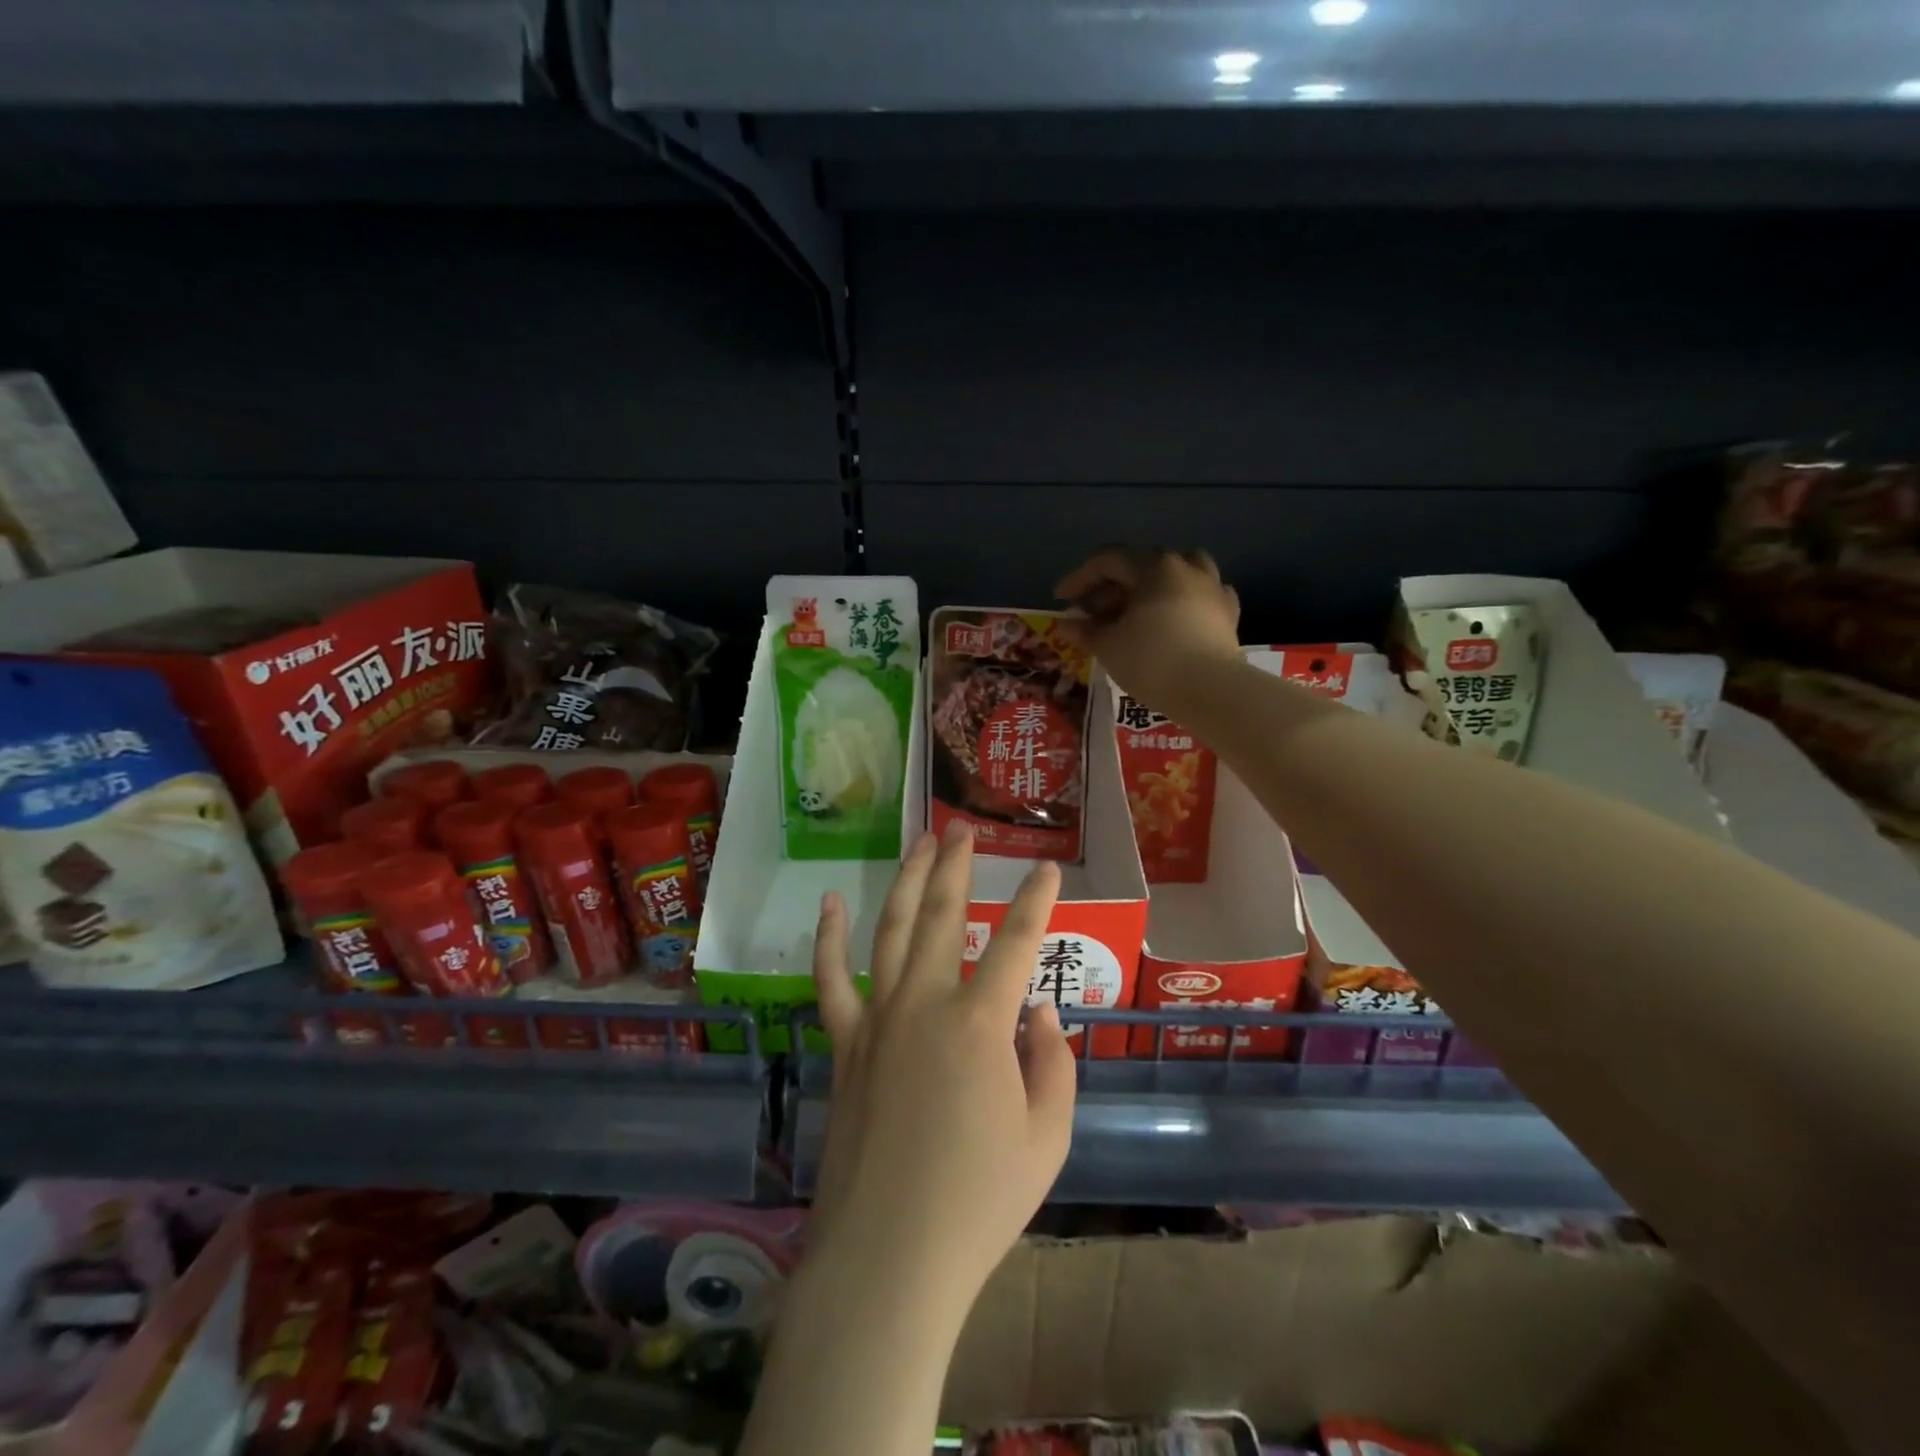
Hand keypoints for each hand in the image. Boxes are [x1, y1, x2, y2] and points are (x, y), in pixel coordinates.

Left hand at [808, 824, 1075, 1318]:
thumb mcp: (1048, 1136)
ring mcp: (877, 1019)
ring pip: (891, 930)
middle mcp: (924, 1003)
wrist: (888, 1258)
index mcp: (980, 1023)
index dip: (1037, 902)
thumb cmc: (979, 1202)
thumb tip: (1036, 1009)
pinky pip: (832, 979)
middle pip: (941, 915)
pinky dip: (830, 937)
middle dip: (956, 867)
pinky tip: (832, 903)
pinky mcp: (845, 1044)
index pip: (1017, 943)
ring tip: (919, 843)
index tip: (1048, 869)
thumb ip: (1052, 1061)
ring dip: (907, 881)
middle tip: (962, 830)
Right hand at [1054, 547, 1242, 714]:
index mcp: (1154, 566)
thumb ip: (1085, 630)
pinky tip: (1174, 618)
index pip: (1107, 561)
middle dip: (1110, 588)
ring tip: (1135, 610)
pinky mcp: (1228, 614)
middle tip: (1091, 614)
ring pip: (1176, 574)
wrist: (1211, 691)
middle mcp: (1185, 567)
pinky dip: (1182, 602)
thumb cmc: (1151, 661)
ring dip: (1150, 587)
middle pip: (1140, 566)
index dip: (1079, 579)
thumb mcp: (1108, 645)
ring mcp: (1212, 588)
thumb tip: (1067, 624)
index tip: (1061, 601)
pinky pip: (1200, 597)